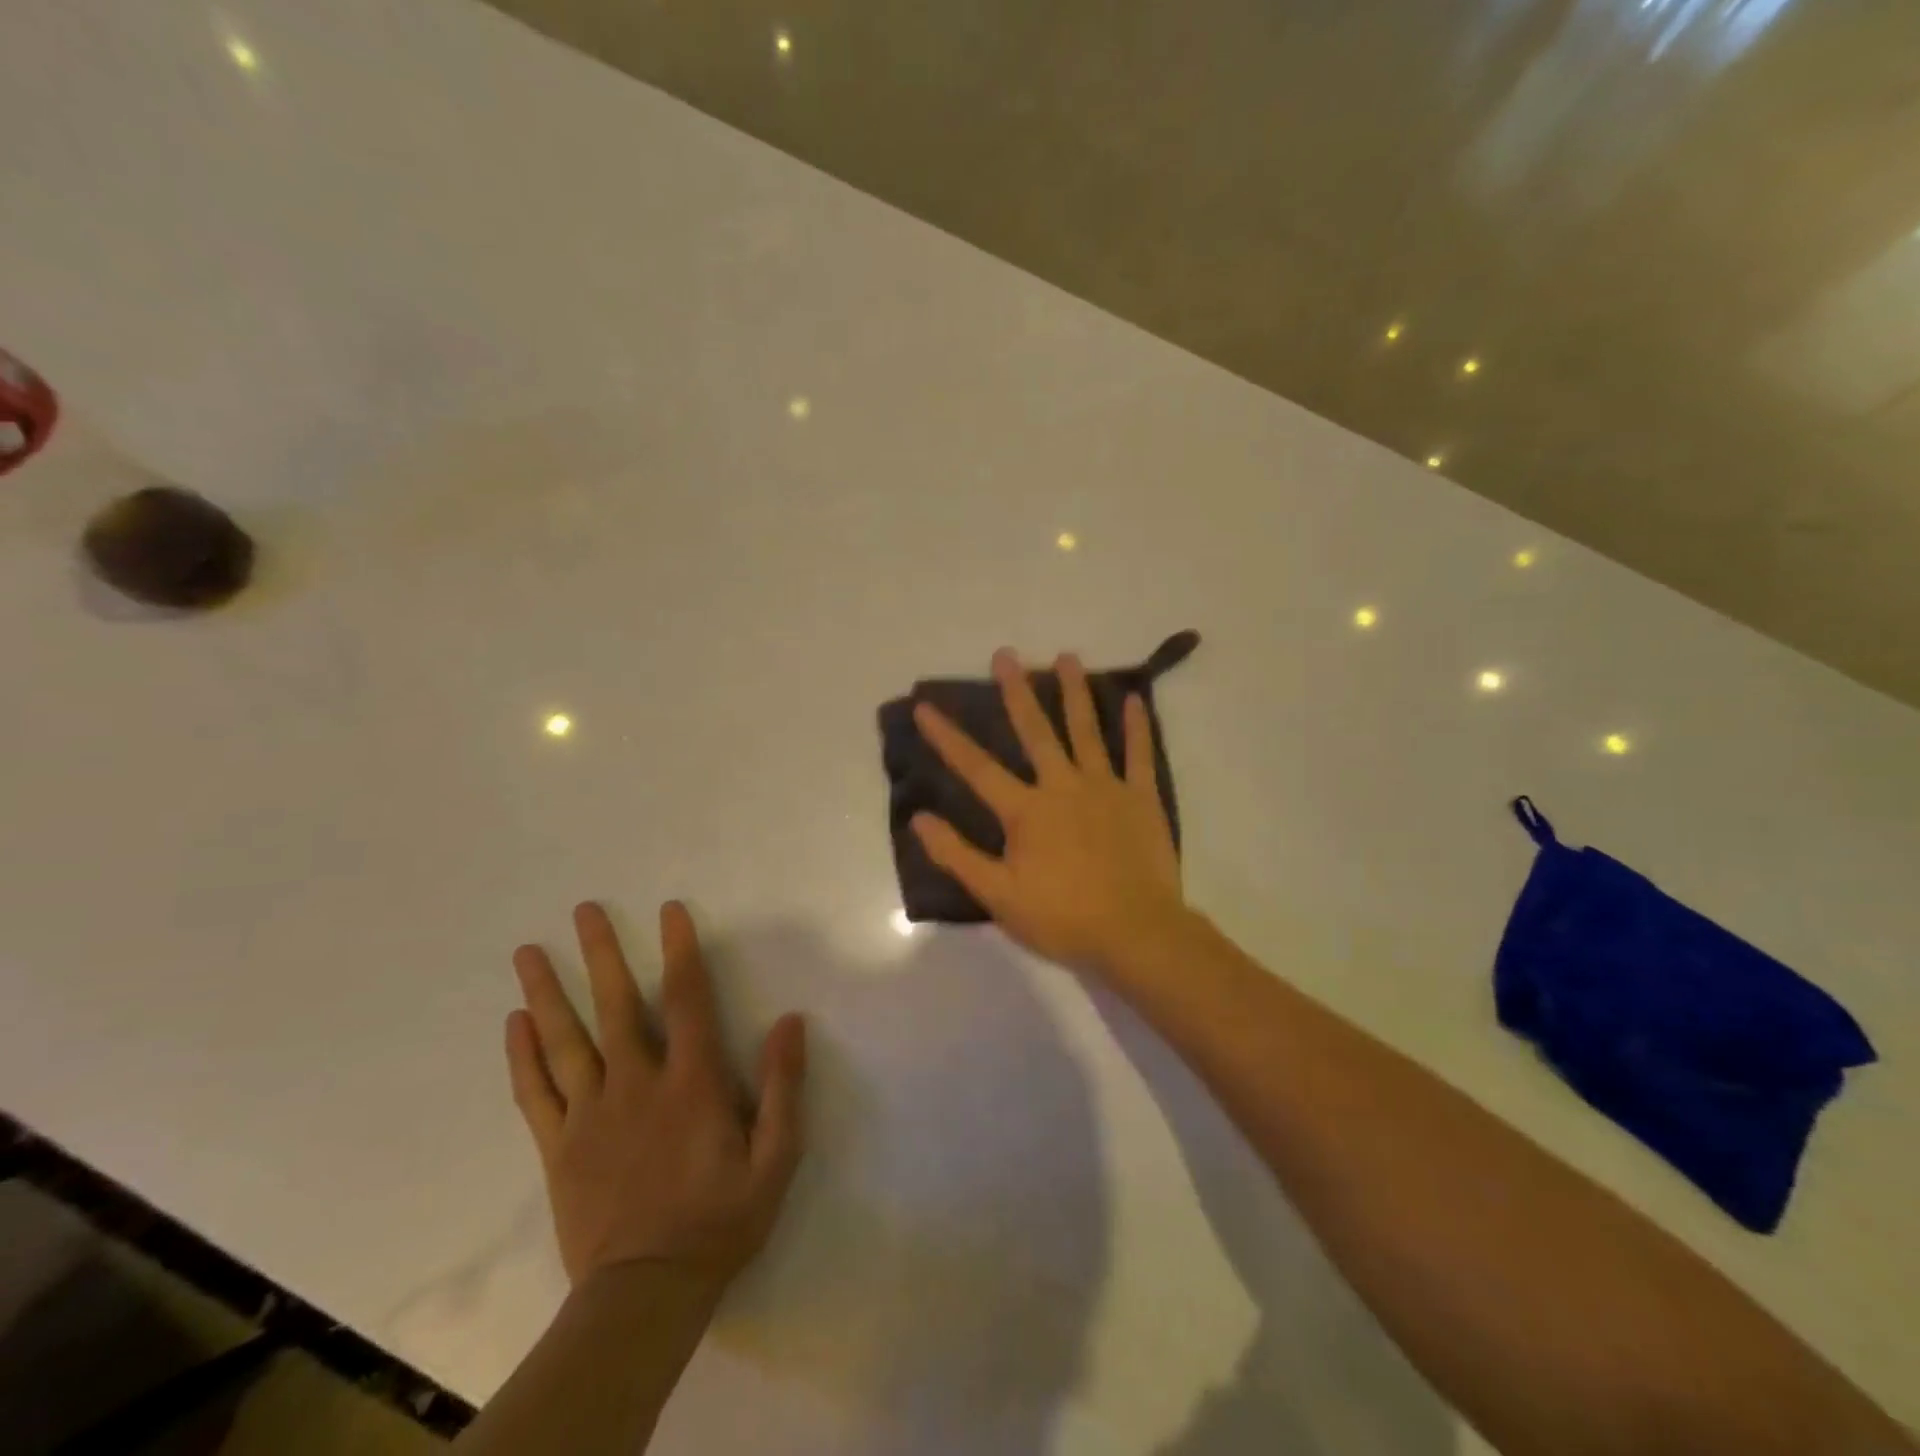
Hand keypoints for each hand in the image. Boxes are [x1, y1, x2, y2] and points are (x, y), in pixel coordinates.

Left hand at [506, 901, 806, 1294]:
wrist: (646, 1295)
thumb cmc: (719, 1220)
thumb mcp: (775, 1158)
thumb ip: (783, 1087)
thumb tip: (790, 1021)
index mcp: (690, 1084)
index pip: (685, 1000)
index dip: (679, 951)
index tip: (668, 910)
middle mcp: (636, 1085)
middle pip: (615, 1007)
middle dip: (600, 954)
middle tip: (582, 910)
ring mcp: (590, 1115)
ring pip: (565, 1042)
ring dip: (546, 993)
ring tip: (527, 952)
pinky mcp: (558, 1148)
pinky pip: (535, 1093)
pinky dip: (521, 1056)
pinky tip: (512, 1023)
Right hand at [911, 648, 1188, 974]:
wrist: (1136, 933)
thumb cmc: (1063, 918)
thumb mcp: (998, 895)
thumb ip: (957, 855)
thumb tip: (919, 819)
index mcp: (1026, 810)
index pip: (977, 767)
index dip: (947, 737)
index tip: (925, 706)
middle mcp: (1063, 786)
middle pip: (1036, 731)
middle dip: (1017, 692)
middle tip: (1005, 654)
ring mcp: (1106, 787)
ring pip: (1087, 730)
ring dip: (1075, 692)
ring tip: (1067, 656)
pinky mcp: (1141, 798)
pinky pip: (1139, 755)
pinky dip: (1137, 727)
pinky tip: (1135, 698)